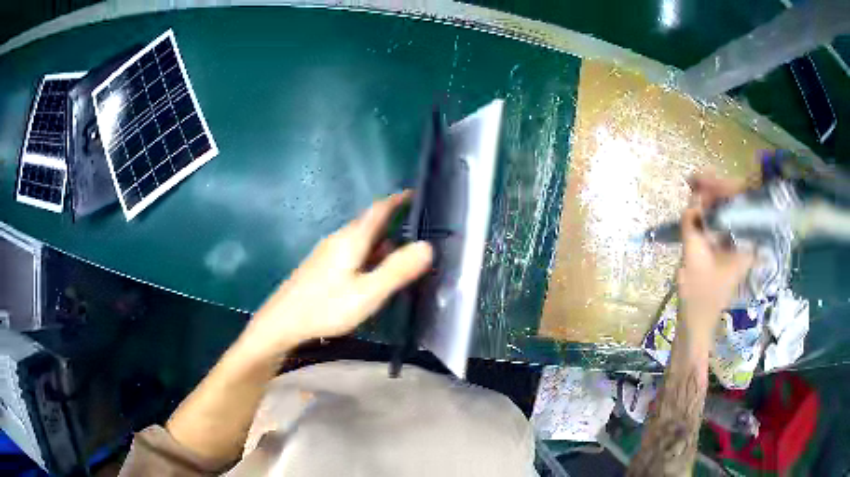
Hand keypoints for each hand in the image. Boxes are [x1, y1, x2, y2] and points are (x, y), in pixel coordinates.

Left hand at [238, 192, 432, 361]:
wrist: (282, 322)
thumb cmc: (326, 307)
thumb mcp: (367, 293)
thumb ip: (397, 270)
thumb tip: (427, 246)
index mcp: (351, 239)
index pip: (378, 209)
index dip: (398, 200)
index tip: (416, 194)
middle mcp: (338, 239)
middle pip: (369, 223)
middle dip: (393, 222)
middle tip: (418, 231)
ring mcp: (327, 252)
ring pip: (360, 239)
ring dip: (381, 241)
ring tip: (401, 254)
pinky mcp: (320, 266)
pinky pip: (351, 251)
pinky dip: (368, 254)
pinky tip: (371, 273)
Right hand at [677, 175, 754, 340]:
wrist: (696, 321)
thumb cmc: (698, 295)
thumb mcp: (692, 258)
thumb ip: (692, 225)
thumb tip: (693, 197)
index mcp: (746, 244)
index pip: (741, 204)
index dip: (722, 186)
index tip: (701, 179)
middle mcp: (746, 241)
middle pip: (736, 203)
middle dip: (715, 188)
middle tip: (693, 179)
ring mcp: (737, 243)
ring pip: (728, 210)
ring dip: (711, 197)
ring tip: (693, 185)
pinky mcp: (728, 247)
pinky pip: (722, 220)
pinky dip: (710, 210)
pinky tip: (698, 202)